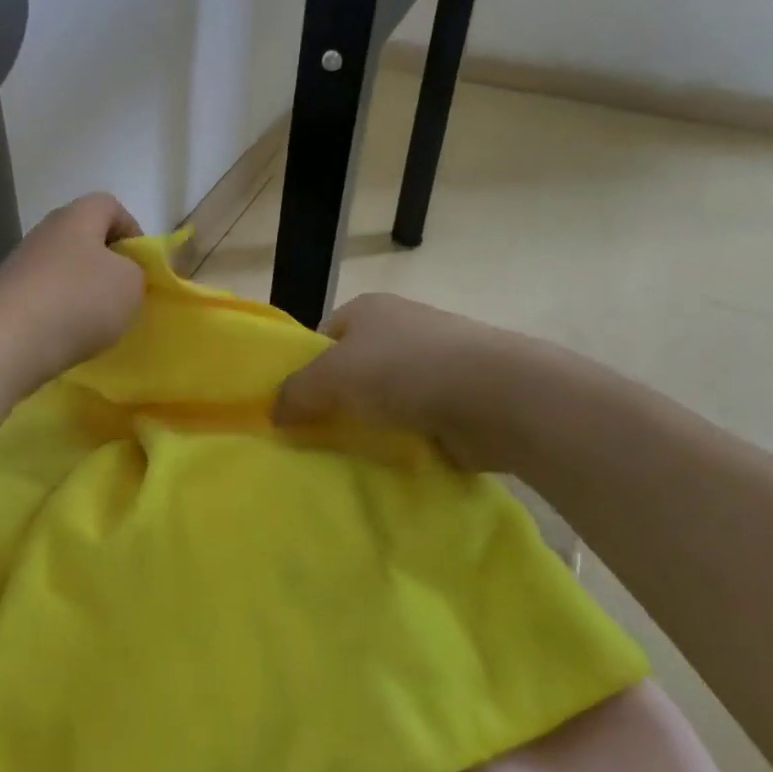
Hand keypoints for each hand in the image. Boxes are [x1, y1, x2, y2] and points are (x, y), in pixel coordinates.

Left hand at [0, 193, 145, 395]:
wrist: (7, 341)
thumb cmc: (79, 301)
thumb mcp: (130, 285)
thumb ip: (136, 272)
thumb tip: (121, 275)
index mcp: (77, 216)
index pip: (110, 206)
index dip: (133, 232)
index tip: (142, 266)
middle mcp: (46, 231)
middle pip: (85, 238)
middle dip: (108, 265)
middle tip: (123, 296)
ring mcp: (22, 263)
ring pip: (64, 269)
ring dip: (83, 291)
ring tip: (97, 323)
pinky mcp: (7, 295)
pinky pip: (45, 296)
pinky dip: (60, 313)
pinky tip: (67, 336)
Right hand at [273, 293, 584, 474]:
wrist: (498, 395)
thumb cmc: (404, 370)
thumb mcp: (332, 376)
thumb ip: (296, 393)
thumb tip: (274, 413)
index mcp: (368, 309)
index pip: (322, 338)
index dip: (305, 370)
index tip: (295, 408)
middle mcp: (400, 329)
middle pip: (353, 369)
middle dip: (337, 402)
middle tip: (316, 438)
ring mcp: (434, 363)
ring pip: (385, 398)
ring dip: (372, 424)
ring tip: (352, 455)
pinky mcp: (459, 399)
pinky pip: (416, 421)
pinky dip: (404, 440)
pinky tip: (392, 461)